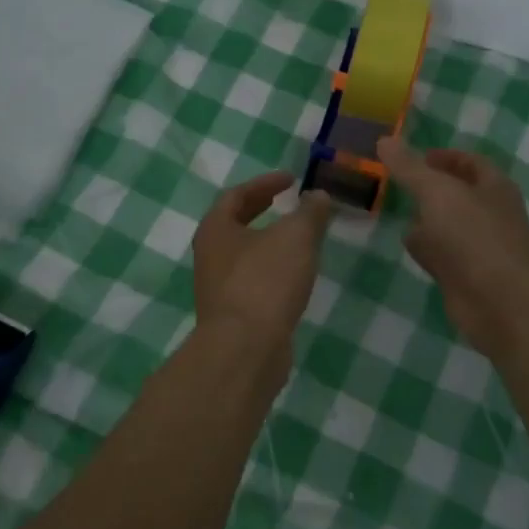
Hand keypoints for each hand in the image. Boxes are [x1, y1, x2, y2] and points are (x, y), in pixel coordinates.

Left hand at [192, 172, 332, 355]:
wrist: (245, 349)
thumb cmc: (265, 281)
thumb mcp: (296, 237)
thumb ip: (310, 212)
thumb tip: (318, 195)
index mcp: (216, 229)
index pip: (237, 195)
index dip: (265, 183)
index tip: (291, 179)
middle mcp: (210, 256)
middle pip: (236, 224)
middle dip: (262, 210)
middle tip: (288, 203)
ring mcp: (218, 288)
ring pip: (244, 254)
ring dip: (269, 242)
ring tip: (298, 239)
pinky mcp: (233, 315)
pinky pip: (253, 282)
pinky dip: (273, 271)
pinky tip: (295, 277)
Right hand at [377, 138, 528, 358]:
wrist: (498, 301)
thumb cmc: (473, 236)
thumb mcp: (436, 192)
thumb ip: (409, 167)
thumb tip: (384, 140)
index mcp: (494, 187)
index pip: (470, 162)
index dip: (444, 156)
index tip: (415, 158)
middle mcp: (492, 214)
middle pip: (459, 194)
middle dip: (432, 188)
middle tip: (399, 183)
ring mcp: (481, 247)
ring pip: (450, 226)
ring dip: (428, 220)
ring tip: (397, 211)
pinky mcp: (468, 275)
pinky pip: (444, 254)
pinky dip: (428, 248)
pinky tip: (408, 246)